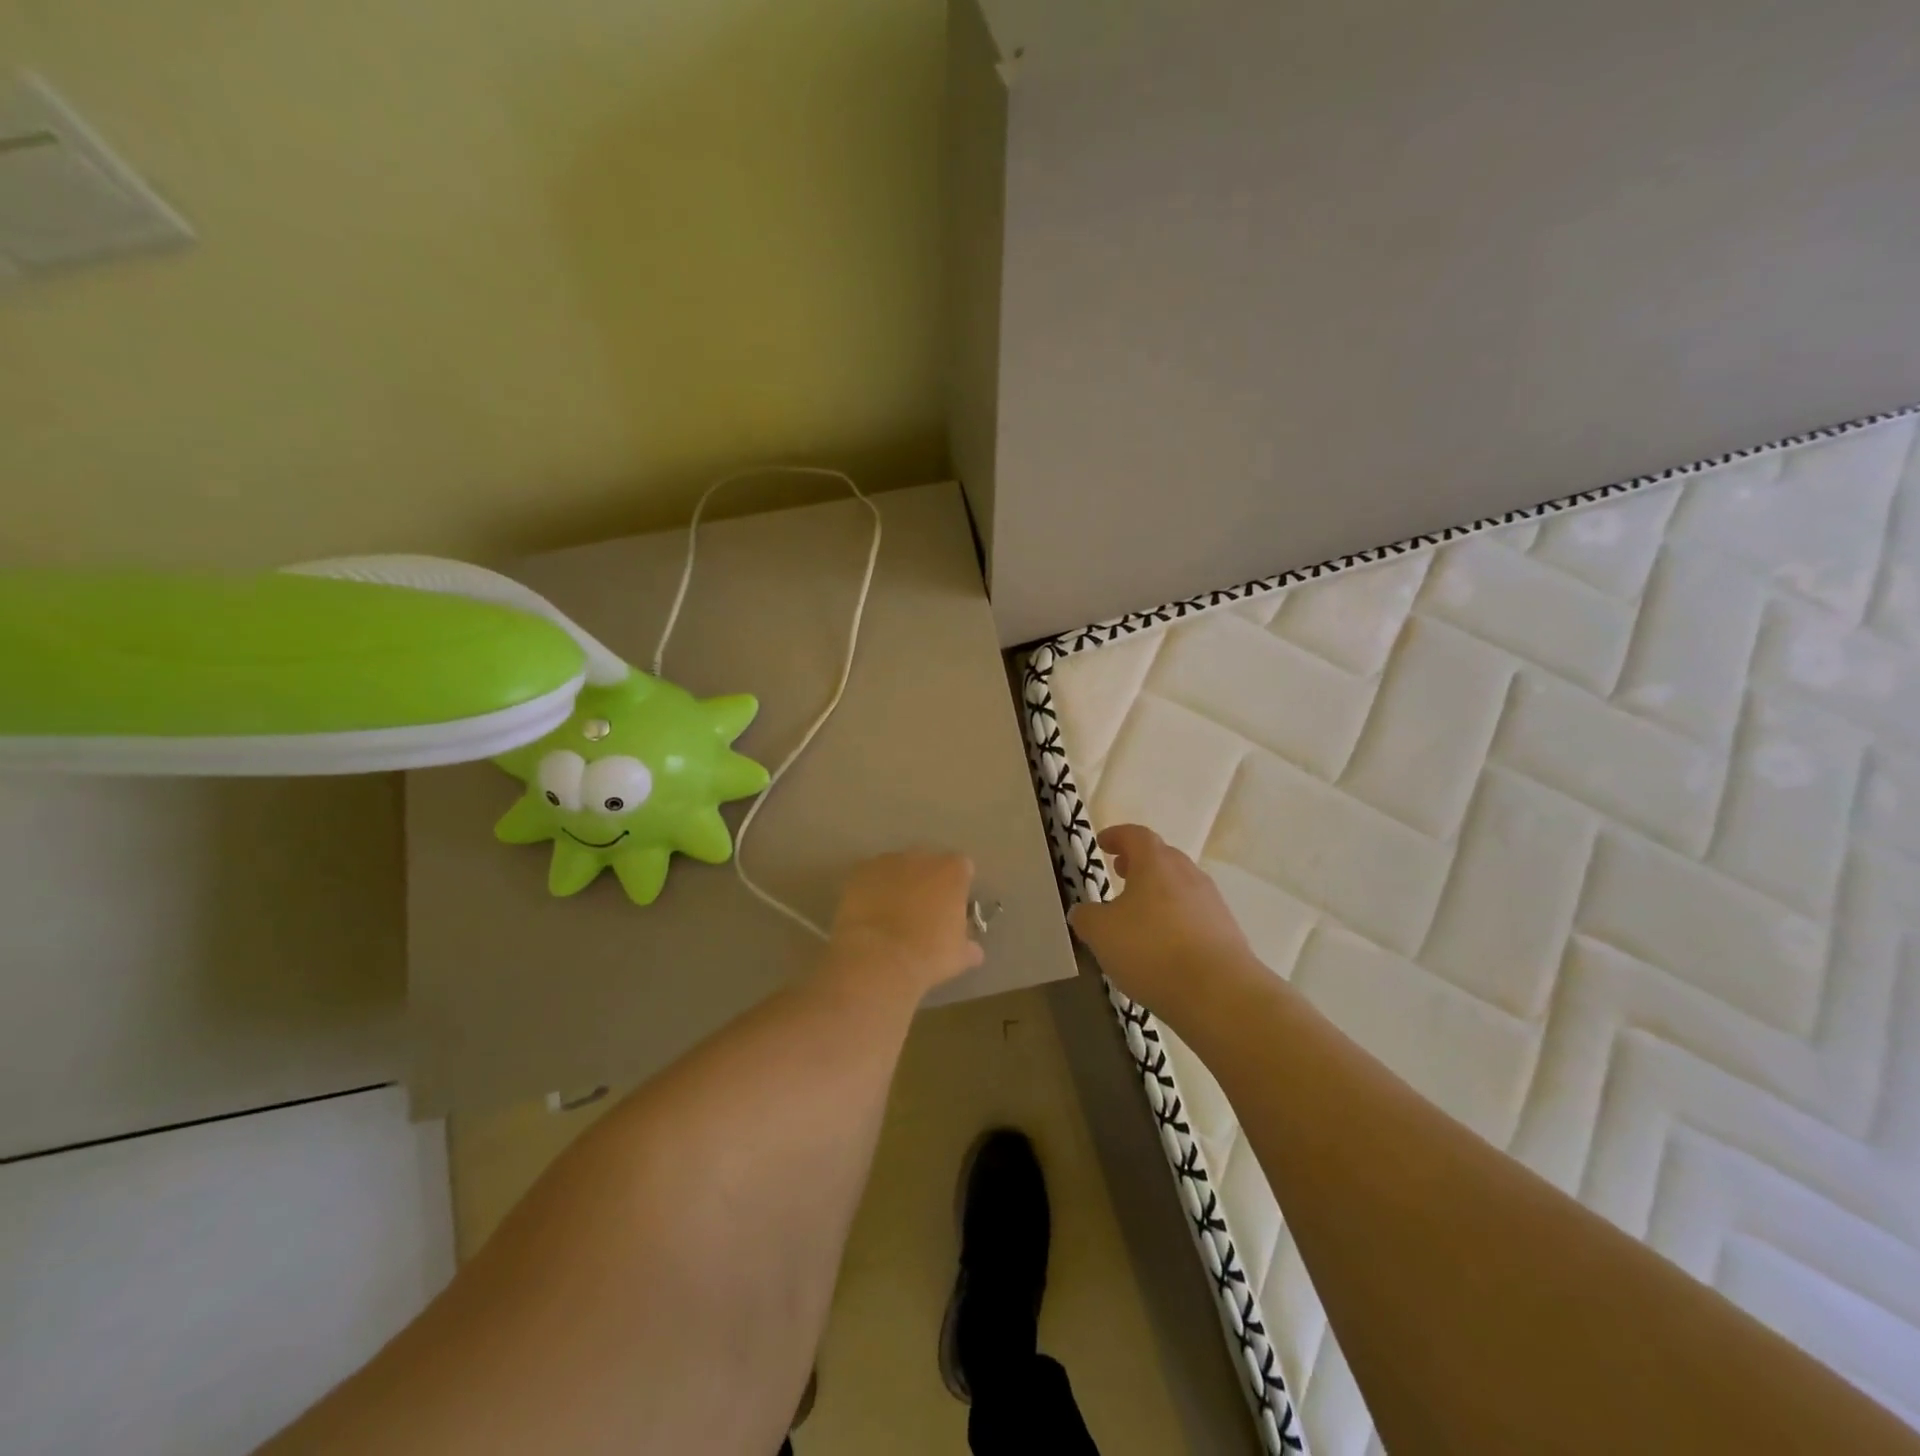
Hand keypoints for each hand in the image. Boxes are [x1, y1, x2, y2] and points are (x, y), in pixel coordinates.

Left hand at [828, 850, 984, 993]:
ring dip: (897, 883)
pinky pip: (870, 877)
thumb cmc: (928, 955)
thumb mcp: (958, 956)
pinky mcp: (859, 872)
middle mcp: (921, 857)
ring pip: (897, 868)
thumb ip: (968, 946)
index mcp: (952, 871)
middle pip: (927, 863)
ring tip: (891, 913)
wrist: (878, 959)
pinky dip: (871, 890)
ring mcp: (887, 861)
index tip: (952, 906)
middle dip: (926, 881)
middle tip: (922, 910)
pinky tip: (869, 913)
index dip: (957, 886)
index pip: (962, 867)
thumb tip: (973, 950)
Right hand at [1067, 825, 1259, 1013]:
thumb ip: (1086, 917)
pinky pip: (1194, 914)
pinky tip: (1163, 944)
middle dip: (1139, 862)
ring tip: (1138, 912)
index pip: (1136, 835)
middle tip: (1119, 872)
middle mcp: (1187, 874)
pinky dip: (1174, 918)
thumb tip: (1082, 912)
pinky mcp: (1226, 931)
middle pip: (1162, 857)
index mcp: (1156, 863)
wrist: (1219, 993)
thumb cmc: (1152, 950)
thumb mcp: (1101, 933)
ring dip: (1158, 891)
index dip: (1117, 836)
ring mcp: (1211, 902)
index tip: (1102, 843)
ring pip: (1180, 885)